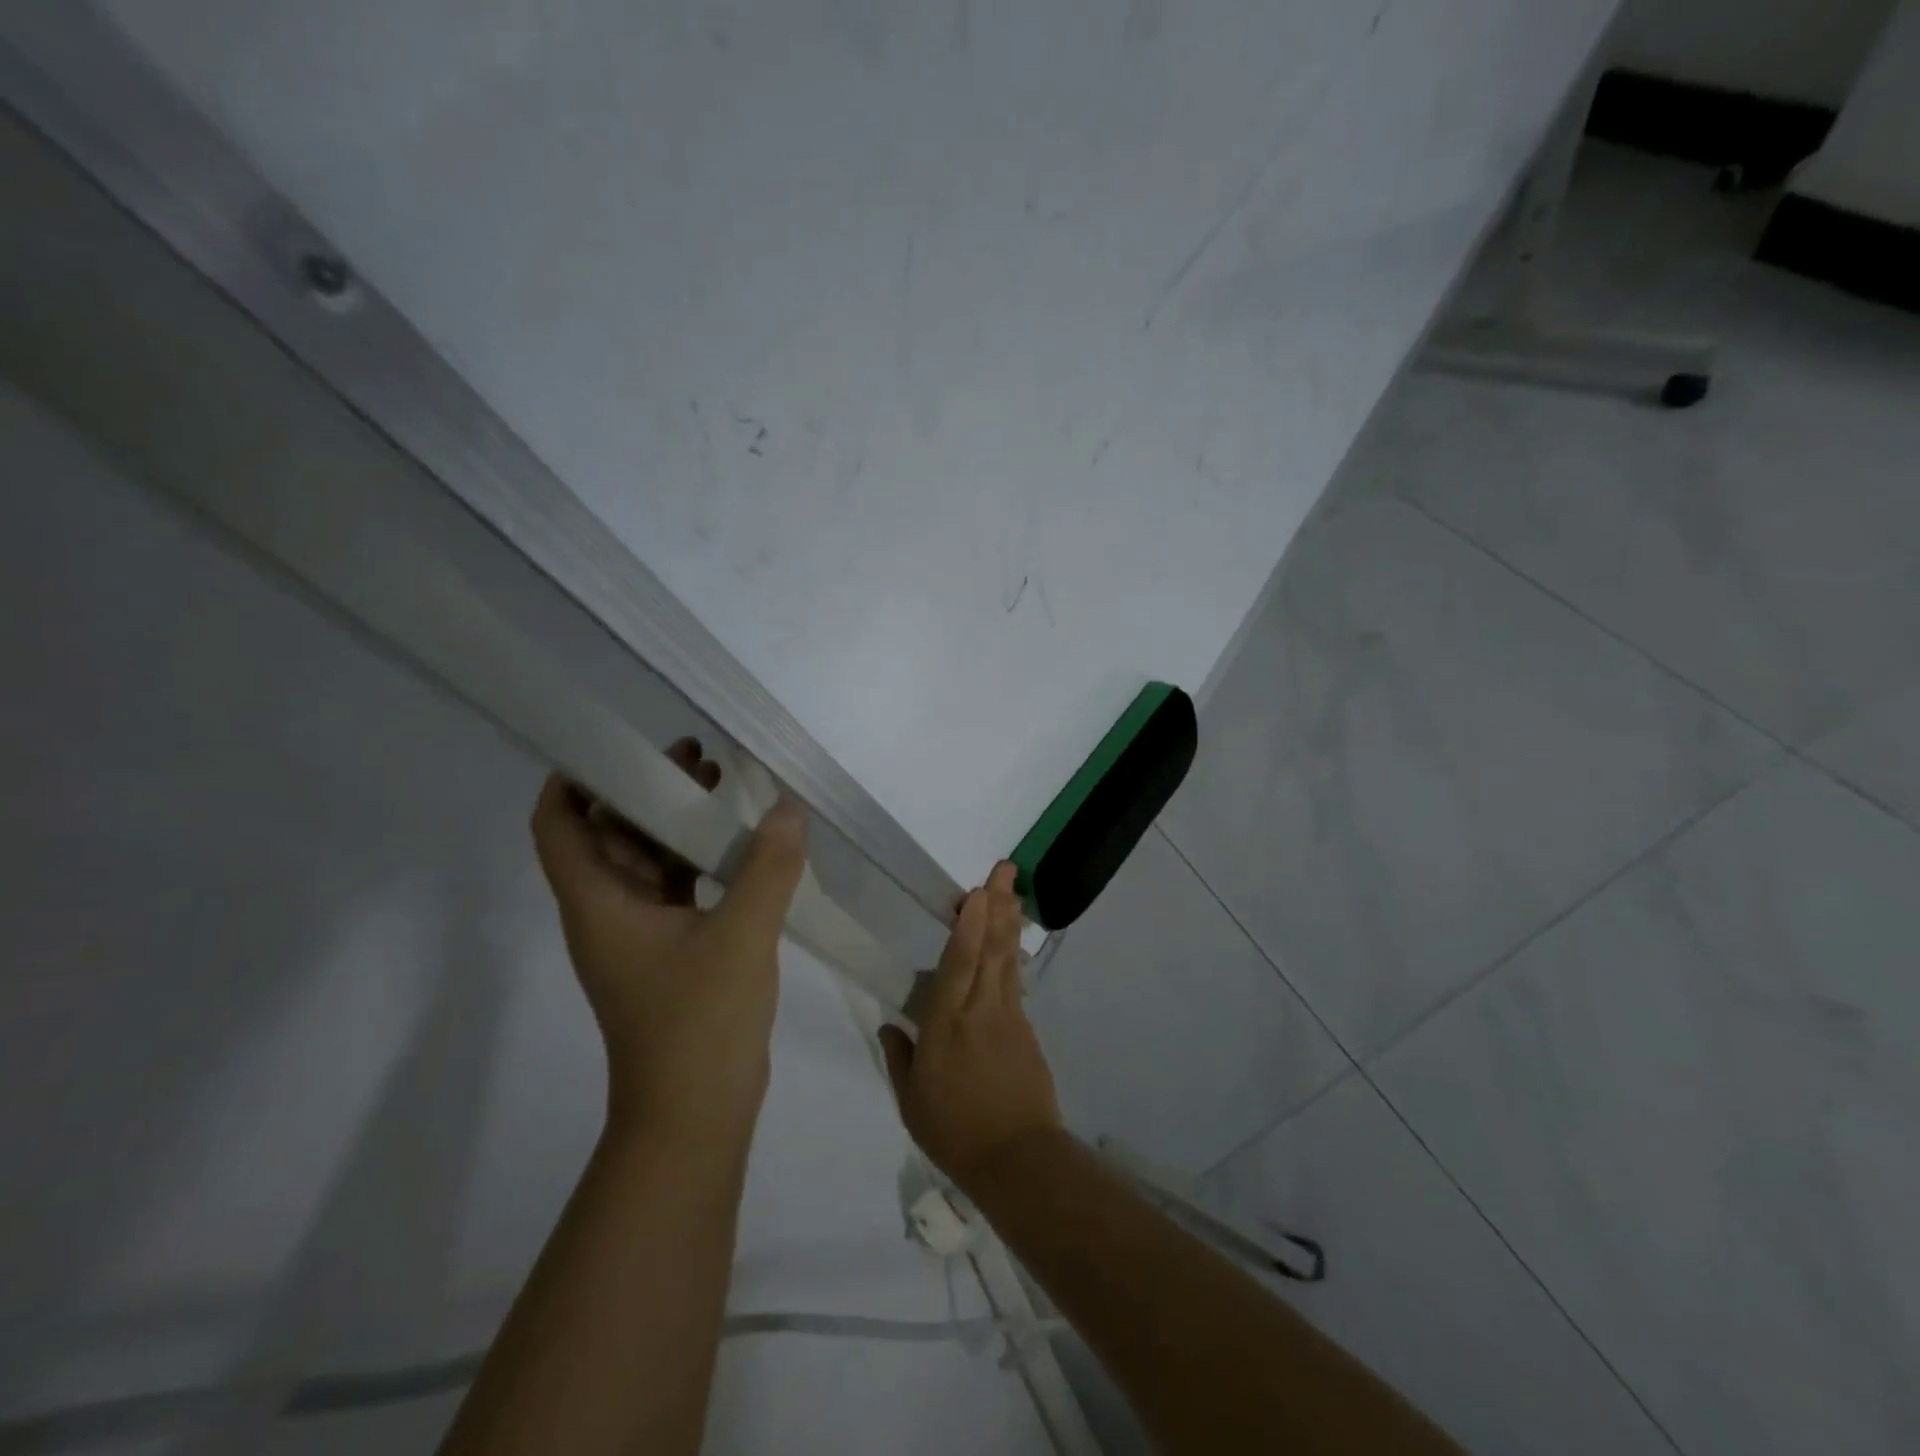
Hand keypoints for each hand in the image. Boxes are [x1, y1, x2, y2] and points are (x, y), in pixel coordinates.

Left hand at [531, 739, 806, 1141]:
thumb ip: (767, 867)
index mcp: (600, 903)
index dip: (574, 780)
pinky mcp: (674, 951)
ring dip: (679, 823)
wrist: (697, 1114)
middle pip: (611, 833)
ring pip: (649, 860)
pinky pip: (680, 888)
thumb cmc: (699, 1023)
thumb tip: (788, 808)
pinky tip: (745, 844)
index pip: (560, 826)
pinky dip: (703, 860)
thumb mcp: (740, 936)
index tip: (618, 744)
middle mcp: (610, 912)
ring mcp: (642, 934)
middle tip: (696, 757)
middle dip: (647, 790)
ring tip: (723, 785)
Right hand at [879, 863, 1063, 1195]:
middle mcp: (980, 1011)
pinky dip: (1013, 956)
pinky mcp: (1026, 1030)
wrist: (1017, 1159)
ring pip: (1007, 959)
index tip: (976, 892)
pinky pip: (1016, 983)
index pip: (959, 964)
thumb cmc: (954, 1131)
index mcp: (946, 1024)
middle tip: (1005, 869)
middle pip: (991, 949)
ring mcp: (1009, 1018)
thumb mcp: (912, 1101)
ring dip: (1009, 921)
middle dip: (998, 905)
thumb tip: (891, 1024)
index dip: (969, 925)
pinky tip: (1011, 942)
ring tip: (1013, 890)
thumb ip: (900, 1056)